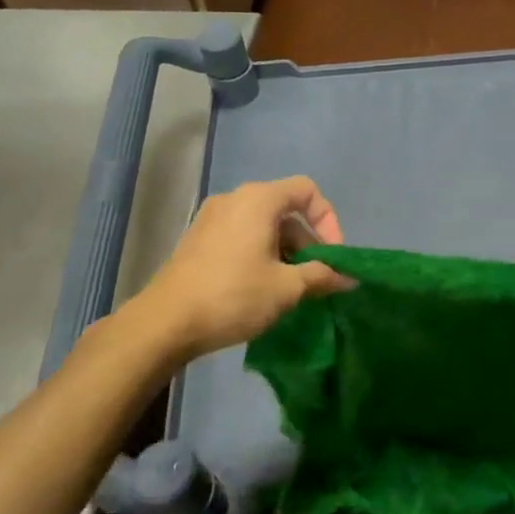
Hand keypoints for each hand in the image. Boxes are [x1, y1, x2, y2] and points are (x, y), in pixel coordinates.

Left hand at [138, 176, 352, 359]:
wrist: (165, 322)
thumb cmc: (234, 296)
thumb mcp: (287, 288)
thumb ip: (322, 276)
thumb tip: (349, 278)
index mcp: (258, 200)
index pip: (307, 190)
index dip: (328, 220)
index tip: (332, 256)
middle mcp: (234, 199)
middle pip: (285, 210)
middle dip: (307, 242)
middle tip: (315, 278)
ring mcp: (211, 218)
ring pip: (263, 225)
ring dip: (285, 252)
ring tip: (290, 288)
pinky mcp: (198, 239)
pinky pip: (241, 236)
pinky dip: (260, 254)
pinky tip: (261, 288)